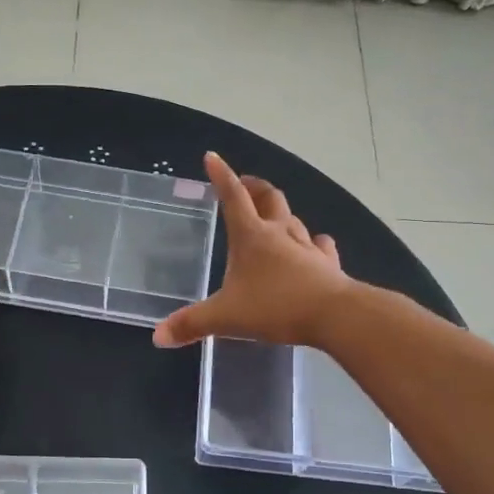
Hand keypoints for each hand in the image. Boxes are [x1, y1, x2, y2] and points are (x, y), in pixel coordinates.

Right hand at [152, 152, 355, 349]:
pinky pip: (320, 245)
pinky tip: (314, 245)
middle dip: (255, 187)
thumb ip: (192, 324)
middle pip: (269, 198)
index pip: (233, 196)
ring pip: (293, 219)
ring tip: (273, 216)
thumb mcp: (226, 317)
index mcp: (251, 237)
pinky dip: (313, 242)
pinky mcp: (328, 264)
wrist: (334, 315)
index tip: (212, 157)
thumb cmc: (275, 307)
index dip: (221, 175)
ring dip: (281, 214)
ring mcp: (307, 247)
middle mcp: (279, 233)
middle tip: (245, 185)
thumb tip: (158, 336)